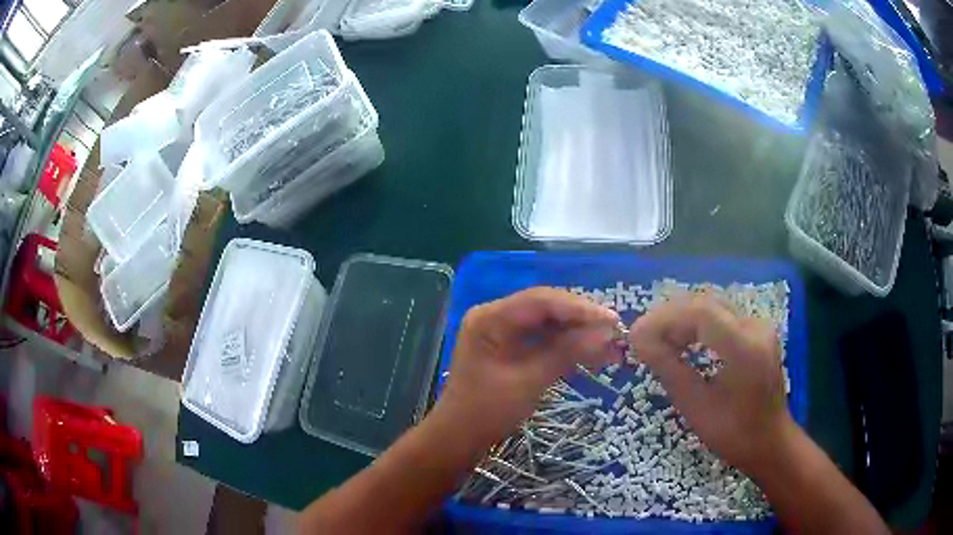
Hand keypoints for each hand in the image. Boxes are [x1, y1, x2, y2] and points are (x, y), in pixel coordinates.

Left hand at [435, 287, 620, 452]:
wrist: (458, 437)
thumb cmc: (487, 411)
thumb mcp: (529, 381)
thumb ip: (566, 352)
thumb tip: (606, 333)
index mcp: (491, 318)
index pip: (541, 301)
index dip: (580, 309)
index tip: (613, 321)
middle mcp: (495, 316)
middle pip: (546, 308)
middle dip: (582, 320)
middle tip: (616, 333)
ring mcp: (501, 331)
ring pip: (548, 324)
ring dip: (578, 334)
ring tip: (610, 347)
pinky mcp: (509, 346)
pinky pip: (542, 339)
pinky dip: (565, 347)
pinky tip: (590, 355)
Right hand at [628, 296, 793, 475]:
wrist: (770, 441)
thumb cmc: (733, 433)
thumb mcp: (696, 406)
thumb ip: (668, 368)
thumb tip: (638, 341)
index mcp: (744, 347)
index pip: (700, 313)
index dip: (663, 319)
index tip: (635, 335)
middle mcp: (755, 327)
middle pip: (706, 303)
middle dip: (669, 317)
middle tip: (642, 336)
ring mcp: (758, 326)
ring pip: (713, 306)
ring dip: (682, 319)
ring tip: (657, 340)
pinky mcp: (757, 331)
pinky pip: (722, 317)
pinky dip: (698, 325)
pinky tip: (683, 342)